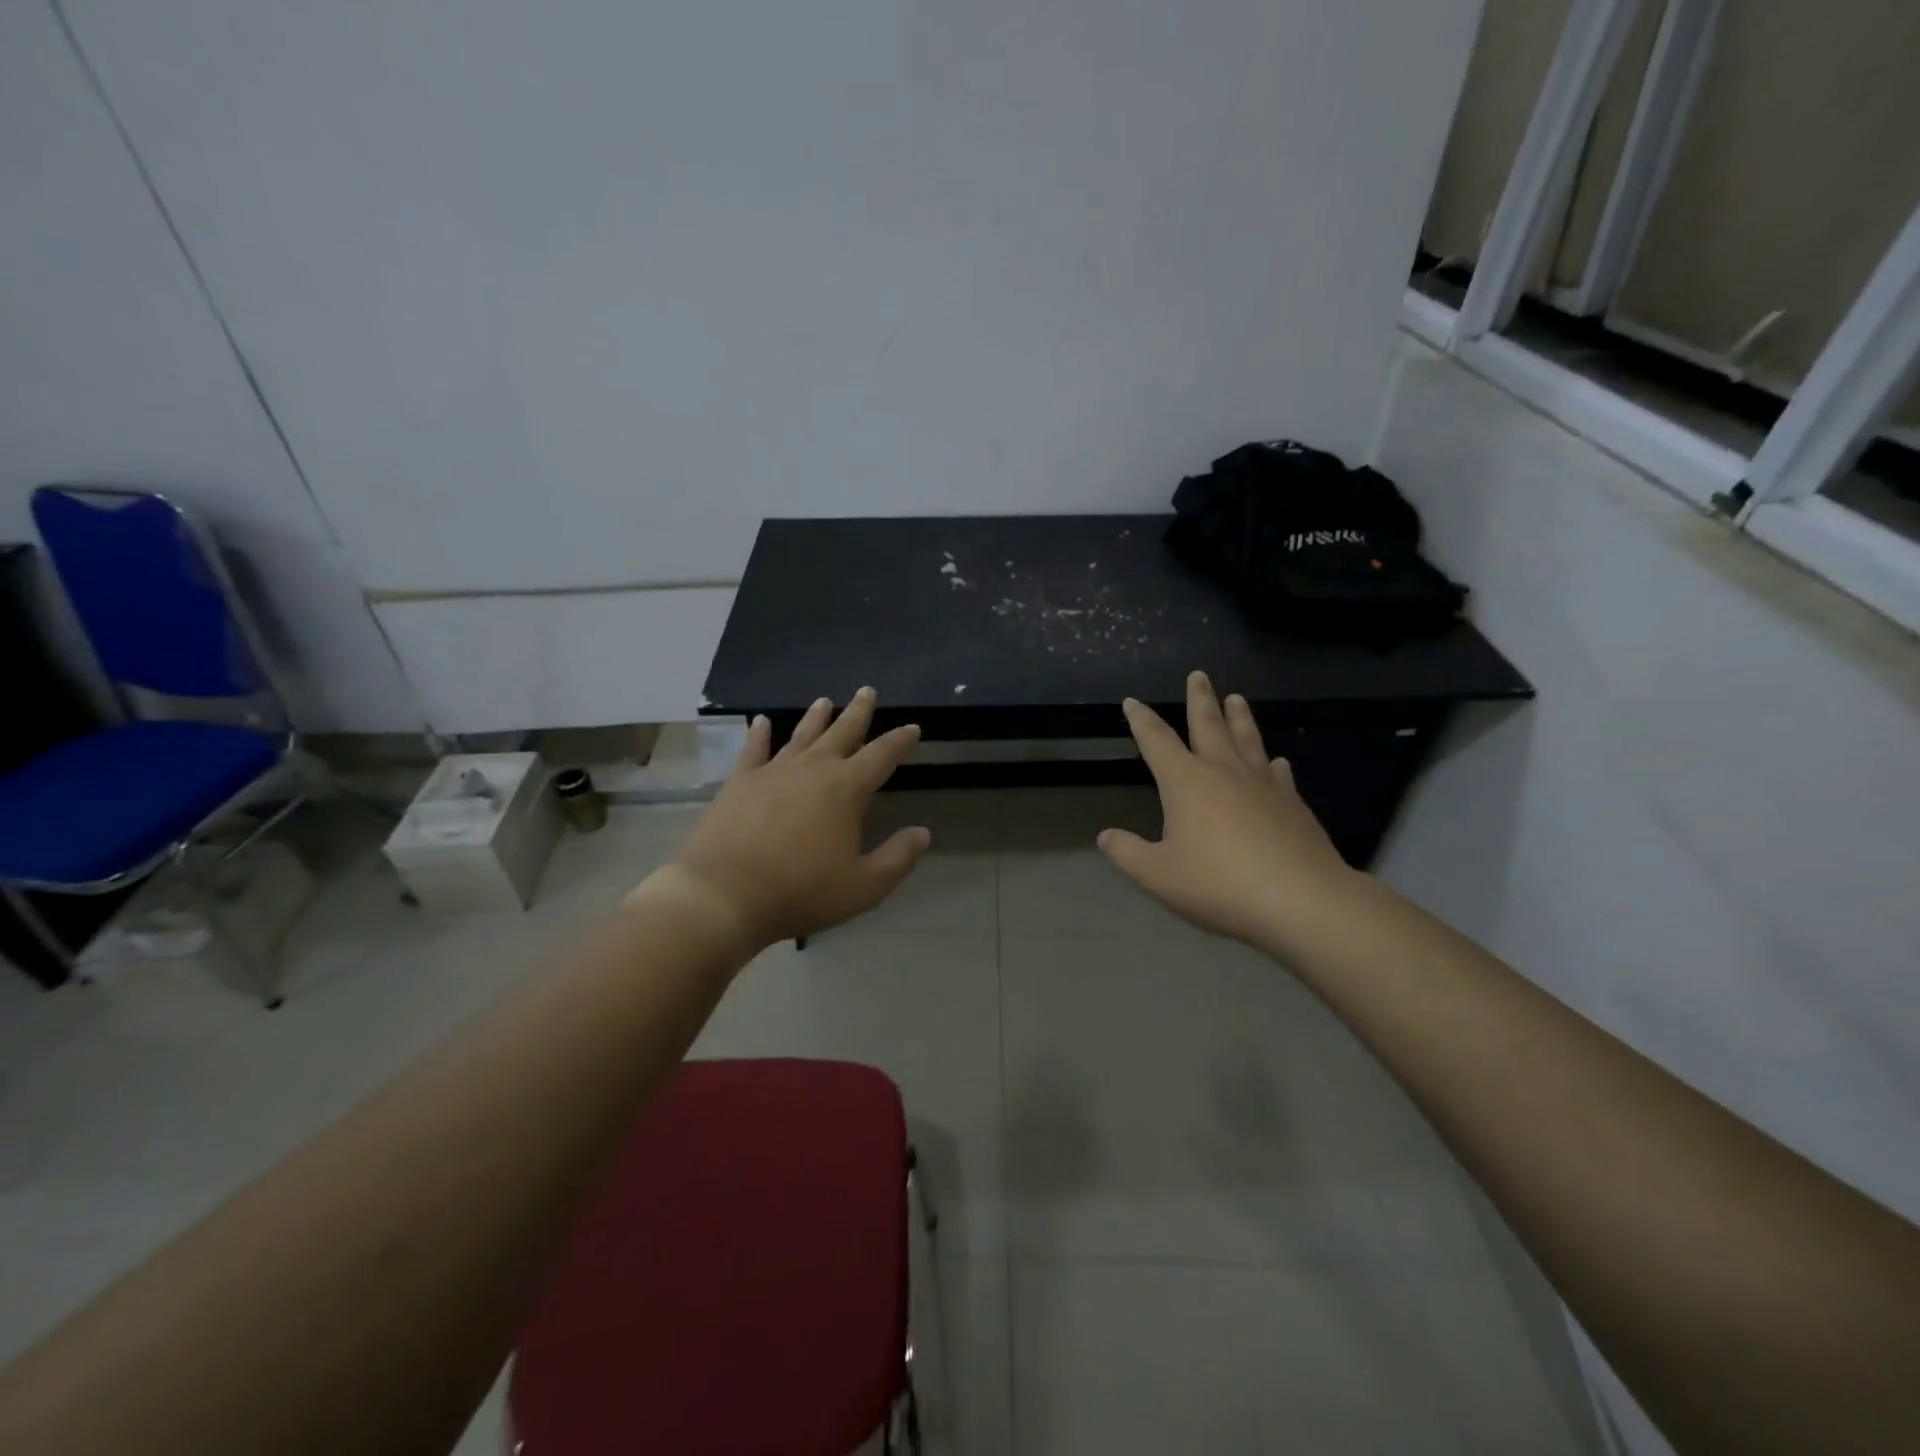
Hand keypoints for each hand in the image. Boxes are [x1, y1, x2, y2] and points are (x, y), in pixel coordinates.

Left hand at [632, 688, 930, 948]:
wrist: (725, 894)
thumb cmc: (801, 891)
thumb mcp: (864, 886)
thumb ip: (898, 858)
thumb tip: (923, 833)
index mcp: (846, 789)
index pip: (882, 755)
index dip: (900, 741)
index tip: (912, 728)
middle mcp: (813, 769)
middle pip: (842, 732)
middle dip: (858, 712)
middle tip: (867, 690)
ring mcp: (773, 771)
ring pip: (802, 734)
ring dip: (816, 717)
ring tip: (825, 701)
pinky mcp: (740, 781)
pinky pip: (754, 749)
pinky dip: (760, 734)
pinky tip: (763, 722)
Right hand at [1098, 671, 1360, 954]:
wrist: (1300, 900)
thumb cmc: (1218, 884)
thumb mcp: (1158, 875)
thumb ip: (1127, 853)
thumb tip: (1106, 836)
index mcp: (1186, 781)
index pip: (1156, 740)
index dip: (1141, 719)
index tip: (1132, 701)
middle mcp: (1223, 771)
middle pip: (1208, 724)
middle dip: (1200, 699)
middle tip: (1198, 675)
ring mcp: (1263, 784)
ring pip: (1247, 738)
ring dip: (1238, 716)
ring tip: (1236, 697)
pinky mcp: (1293, 803)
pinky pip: (1279, 773)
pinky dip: (1272, 762)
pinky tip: (1277, 761)